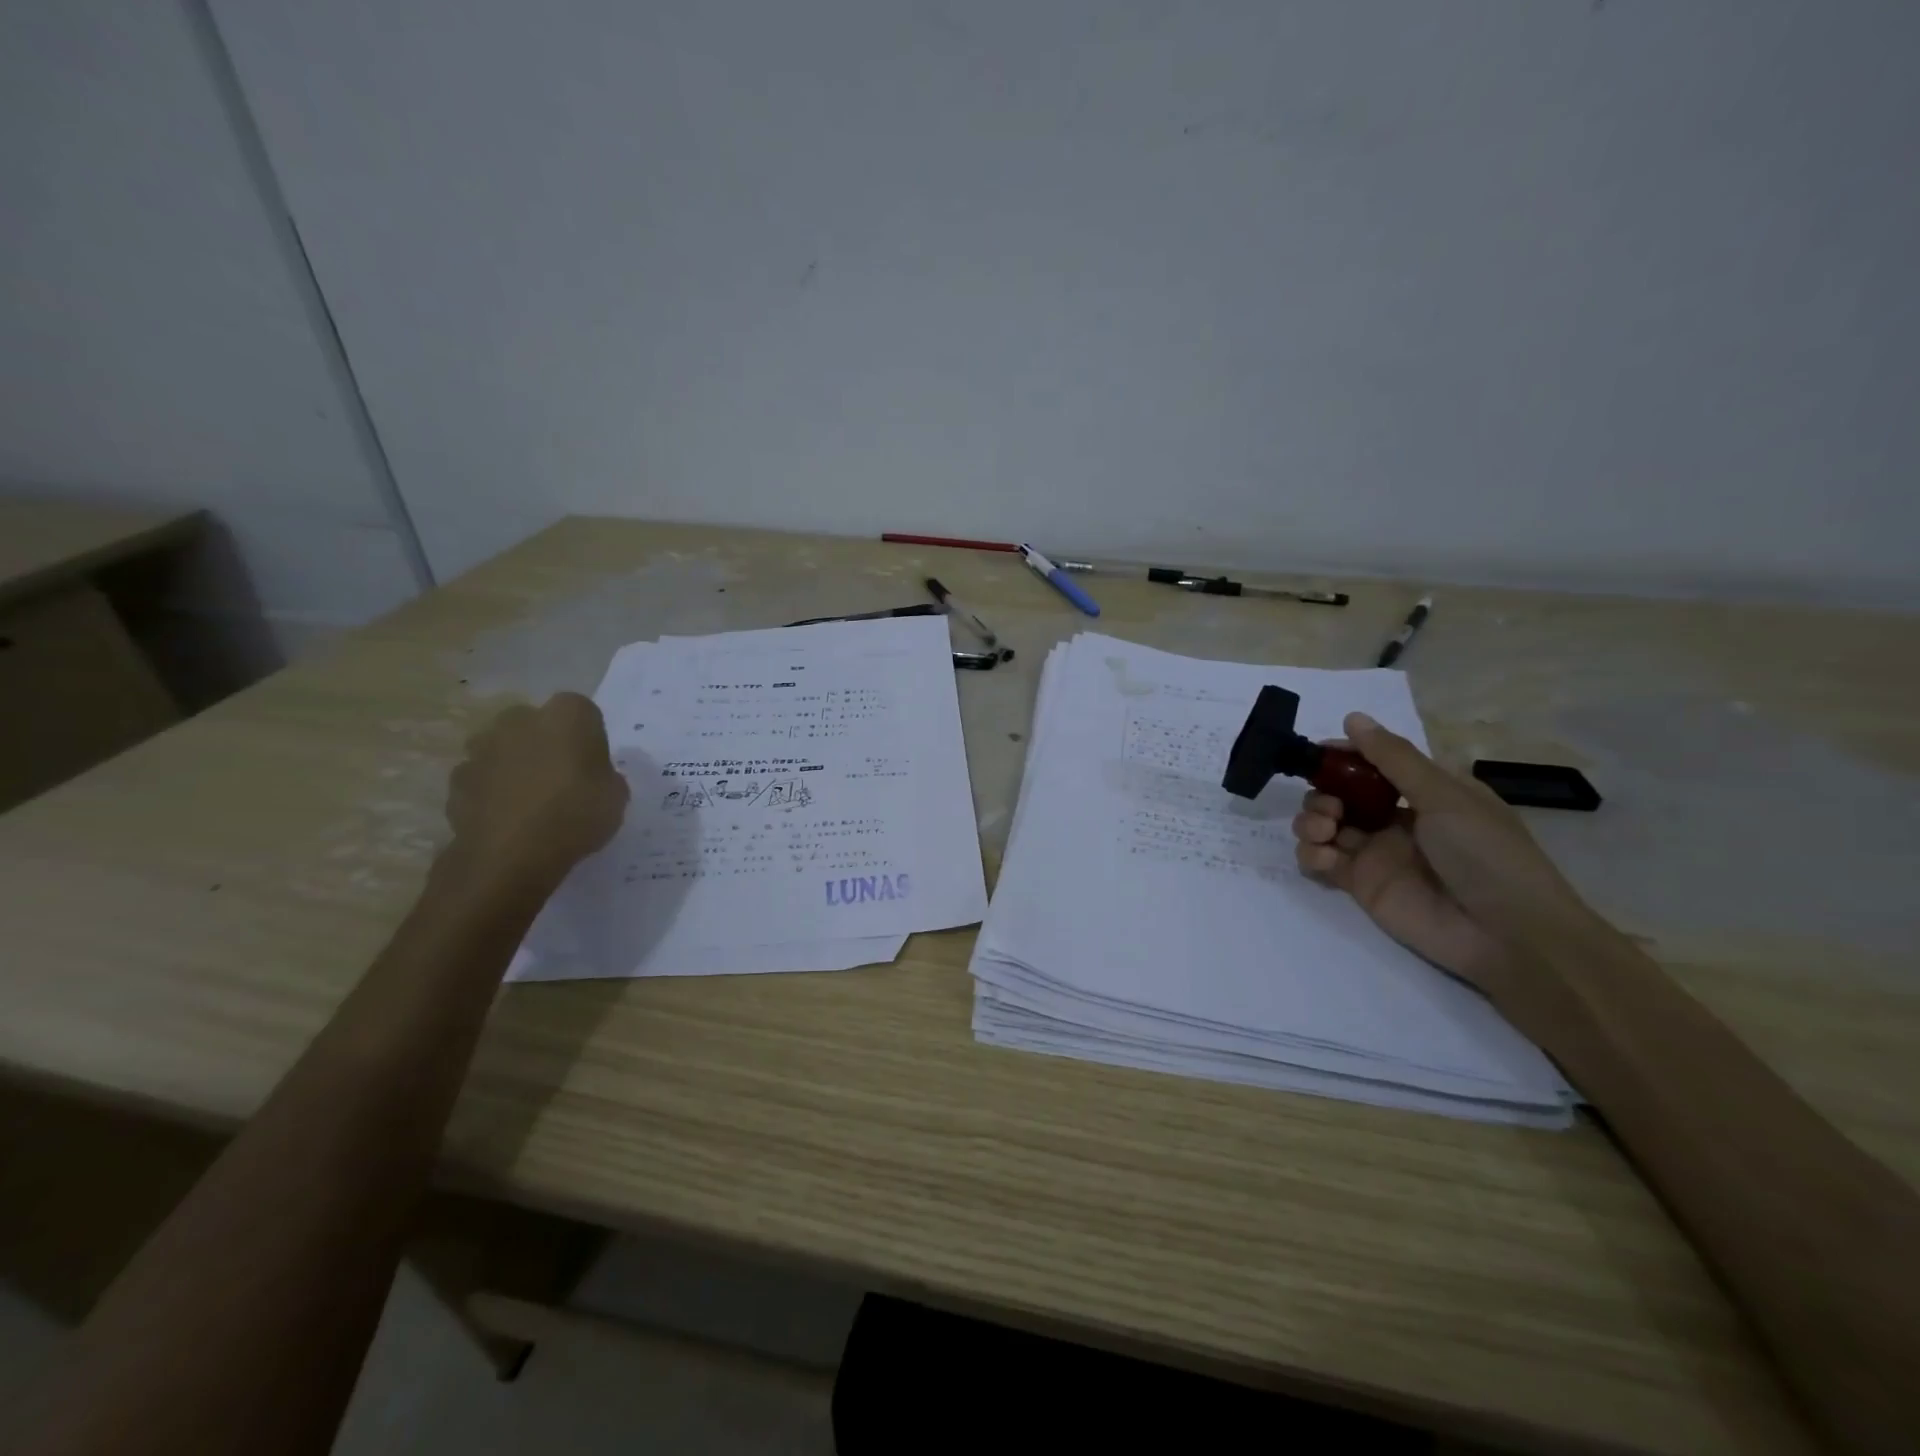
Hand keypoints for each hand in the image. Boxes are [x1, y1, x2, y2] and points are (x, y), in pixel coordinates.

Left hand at [445, 694, 628, 887]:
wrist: (509, 855)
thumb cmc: (575, 815)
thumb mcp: (616, 797)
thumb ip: (605, 776)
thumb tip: (593, 777)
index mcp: (566, 715)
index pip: (583, 712)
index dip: (589, 736)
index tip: (594, 763)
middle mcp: (520, 719)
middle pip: (536, 723)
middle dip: (546, 743)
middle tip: (562, 778)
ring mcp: (482, 748)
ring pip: (504, 748)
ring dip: (514, 764)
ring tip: (530, 801)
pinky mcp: (457, 780)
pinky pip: (482, 779)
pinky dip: (492, 792)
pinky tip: (506, 818)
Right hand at [1291, 712, 1593, 996]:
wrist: (1508, 935)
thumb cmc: (1486, 854)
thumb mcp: (1445, 797)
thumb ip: (1394, 759)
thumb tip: (1352, 718)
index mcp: (1424, 792)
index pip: (1372, 764)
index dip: (1343, 757)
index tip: (1318, 754)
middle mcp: (1395, 818)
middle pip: (1339, 794)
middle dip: (1322, 793)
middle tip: (1330, 807)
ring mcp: (1376, 853)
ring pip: (1323, 825)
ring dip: (1311, 820)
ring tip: (1324, 831)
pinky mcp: (1360, 885)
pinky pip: (1321, 861)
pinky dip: (1312, 853)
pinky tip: (1325, 857)